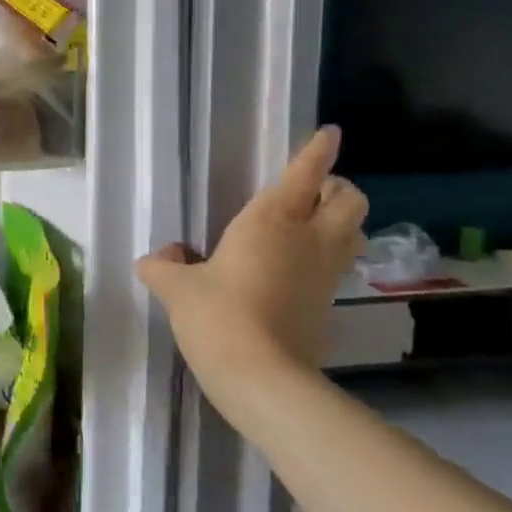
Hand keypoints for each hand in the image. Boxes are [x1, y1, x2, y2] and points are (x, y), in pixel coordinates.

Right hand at [136, 128, 365, 428]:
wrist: (261, 377)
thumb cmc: (218, 315)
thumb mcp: (176, 289)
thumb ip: (163, 267)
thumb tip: (157, 259)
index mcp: (271, 220)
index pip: (305, 174)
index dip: (319, 151)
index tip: (329, 134)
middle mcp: (308, 239)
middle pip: (349, 199)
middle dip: (337, 189)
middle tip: (309, 196)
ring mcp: (325, 274)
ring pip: (354, 232)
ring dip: (340, 222)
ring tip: (308, 229)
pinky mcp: (329, 305)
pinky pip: (338, 267)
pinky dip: (327, 258)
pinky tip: (296, 271)